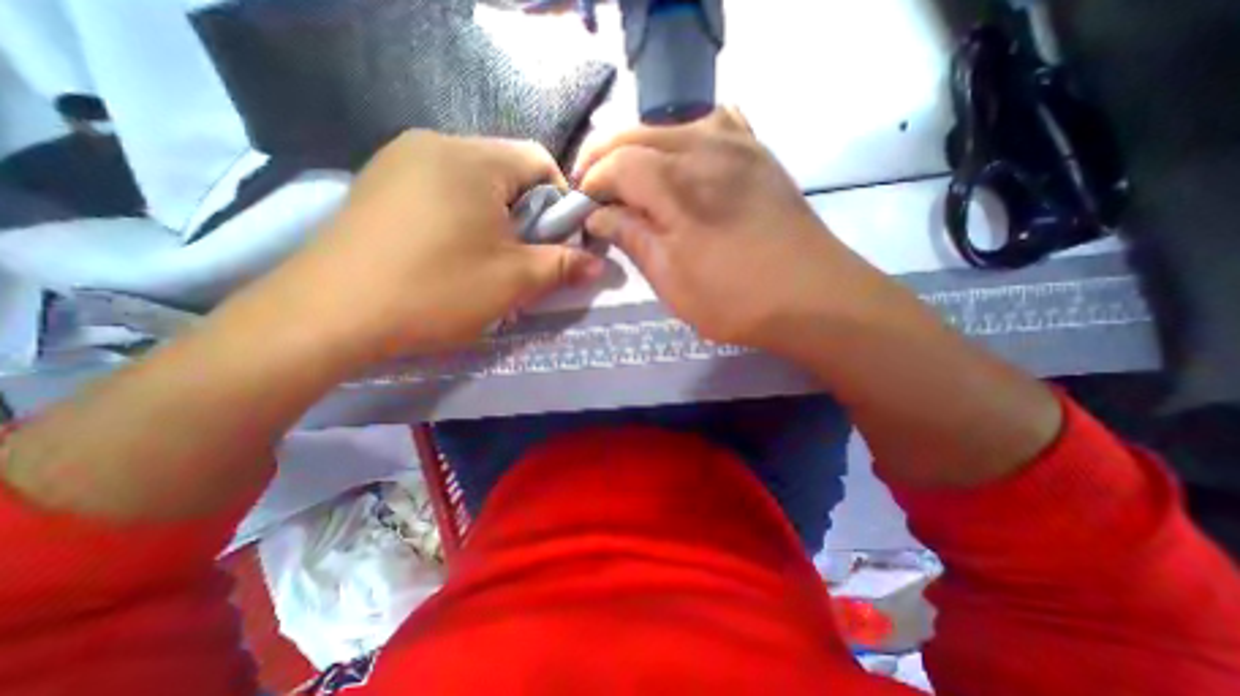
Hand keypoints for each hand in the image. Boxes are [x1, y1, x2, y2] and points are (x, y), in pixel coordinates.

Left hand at [253, 129, 602, 363]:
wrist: (327, 315)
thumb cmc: (435, 290)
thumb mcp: (513, 281)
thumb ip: (563, 266)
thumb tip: (599, 264)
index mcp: (471, 158)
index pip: (540, 161)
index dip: (560, 202)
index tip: (555, 243)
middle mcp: (434, 144)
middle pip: (507, 172)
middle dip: (526, 216)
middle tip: (520, 259)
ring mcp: (399, 161)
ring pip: (475, 185)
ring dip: (495, 221)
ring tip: (486, 262)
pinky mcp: (380, 185)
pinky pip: (441, 192)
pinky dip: (462, 220)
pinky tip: (450, 255)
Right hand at [578, 112, 874, 354]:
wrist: (813, 298)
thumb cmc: (734, 300)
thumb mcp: (670, 279)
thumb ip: (632, 237)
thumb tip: (598, 216)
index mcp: (676, 184)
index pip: (615, 164)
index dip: (591, 183)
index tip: (581, 208)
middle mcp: (704, 148)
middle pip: (637, 134)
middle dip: (605, 157)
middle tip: (592, 188)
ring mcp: (737, 144)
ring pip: (670, 126)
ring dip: (640, 147)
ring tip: (628, 177)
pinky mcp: (758, 153)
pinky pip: (713, 124)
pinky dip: (685, 137)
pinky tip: (682, 160)